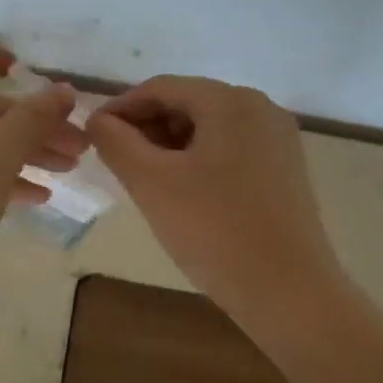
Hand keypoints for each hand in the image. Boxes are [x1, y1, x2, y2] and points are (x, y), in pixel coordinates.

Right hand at [86, 75, 345, 318]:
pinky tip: (180, 192)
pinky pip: (229, 150)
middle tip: (116, 161)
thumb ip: (116, 142)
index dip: (121, 107)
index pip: (161, 87)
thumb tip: (98, 120)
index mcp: (230, 101)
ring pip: (207, 128)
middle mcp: (260, 108)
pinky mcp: (284, 170)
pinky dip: (197, 161)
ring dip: (169, 145)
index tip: (92, 135)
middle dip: (146, 127)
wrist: (290, 294)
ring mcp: (277, 139)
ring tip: (143, 179)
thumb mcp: (151, 183)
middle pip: (187, 103)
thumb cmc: (215, 230)